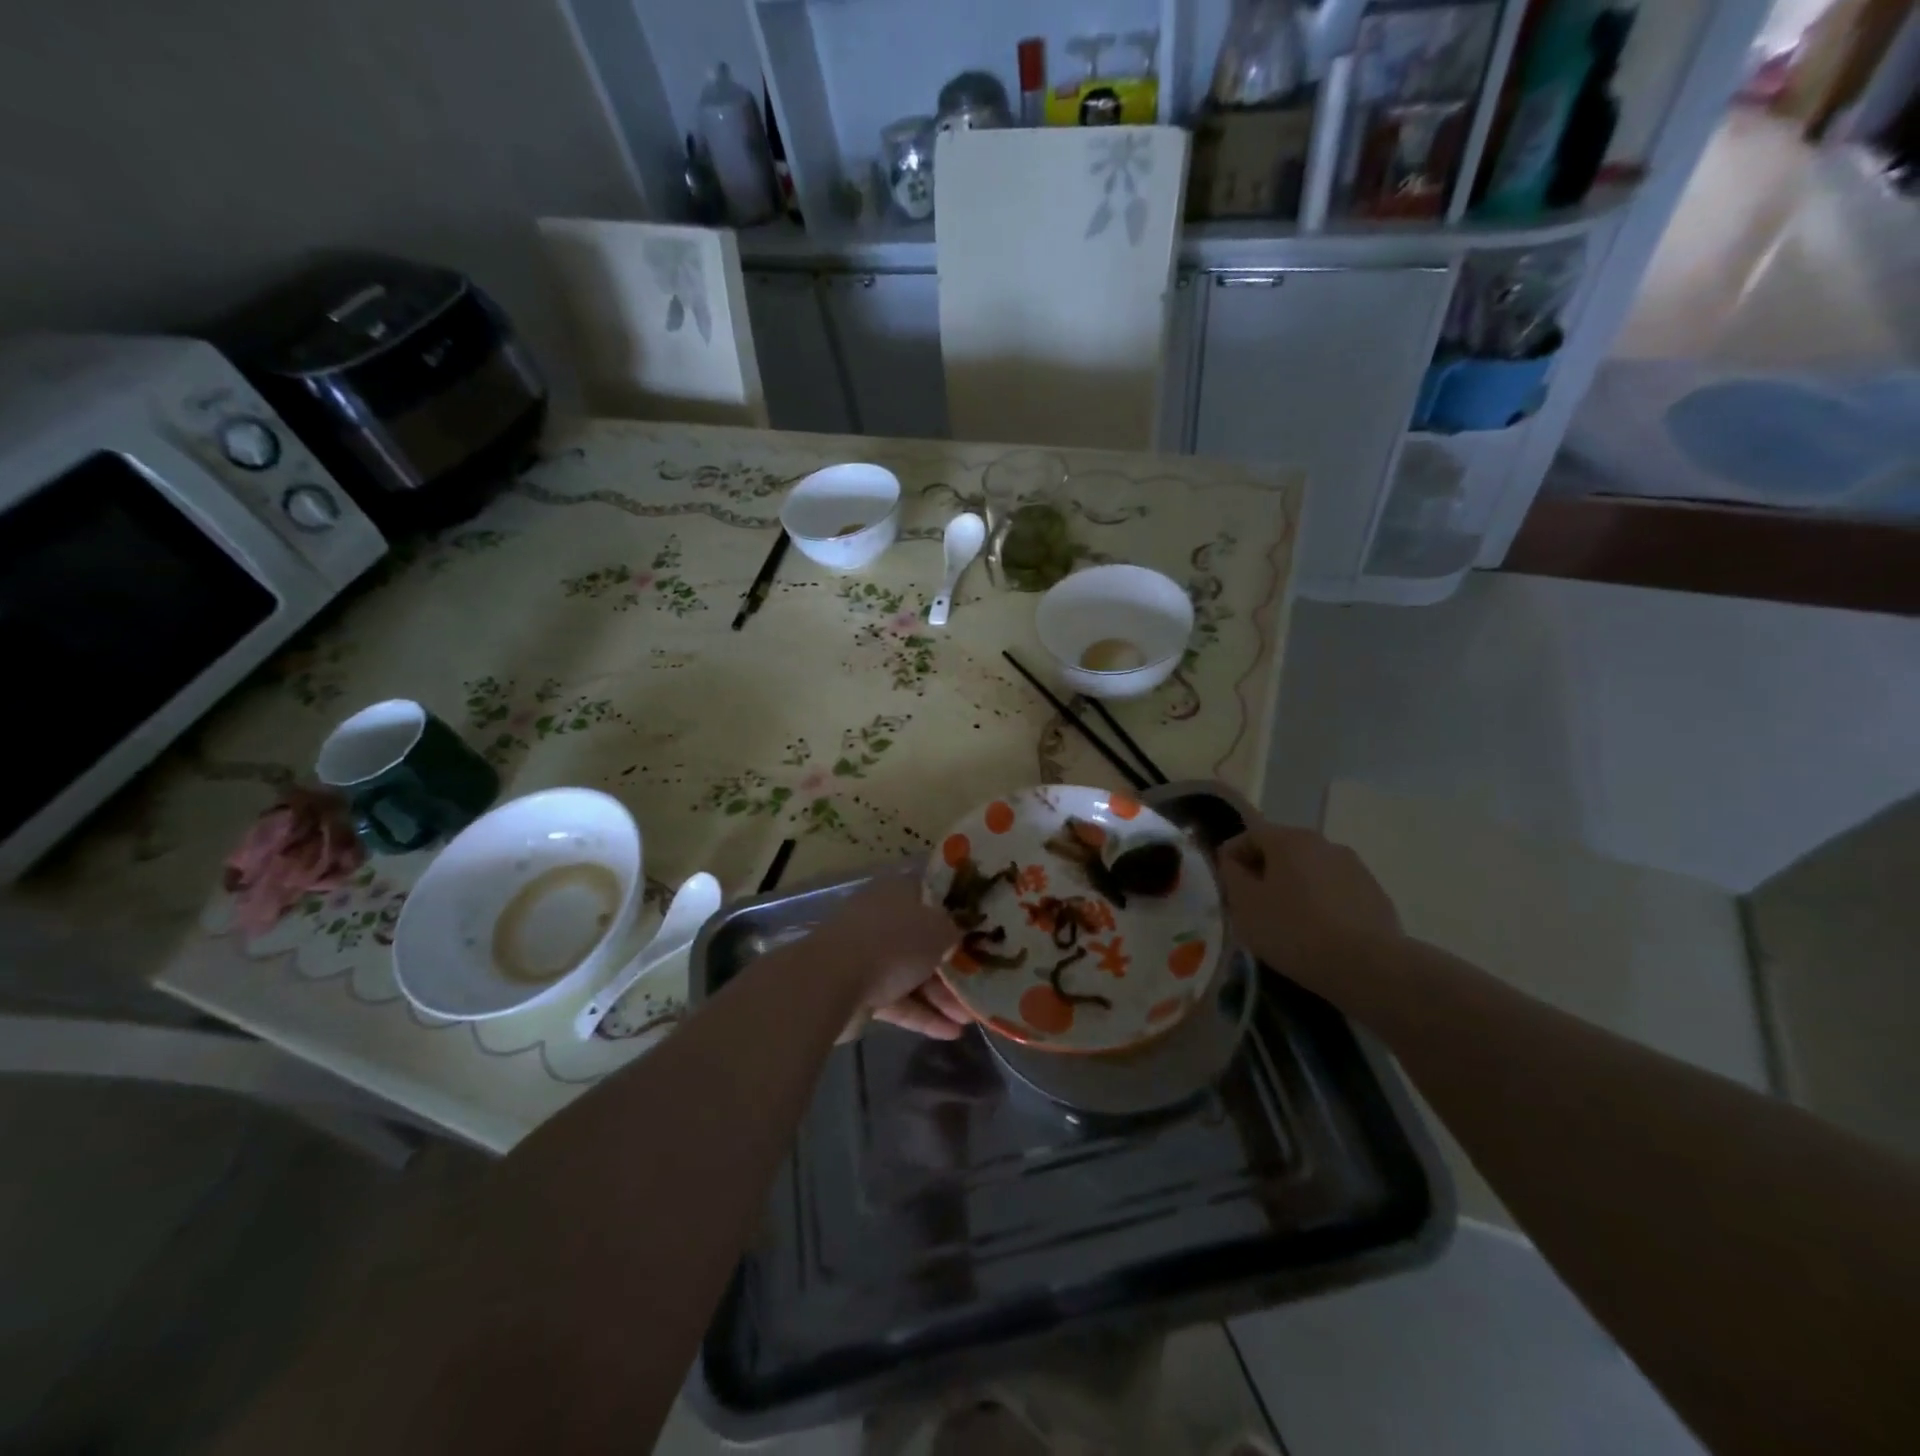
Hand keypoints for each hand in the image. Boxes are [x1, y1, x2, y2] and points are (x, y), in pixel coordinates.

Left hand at [810, 872, 972, 1040]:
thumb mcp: (938, 929)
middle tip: (979, 981)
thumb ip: (953, 932)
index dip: (955, 911)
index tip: (980, 928)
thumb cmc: (893, 941)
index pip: (931, 896)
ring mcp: (869, 957)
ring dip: (941, 996)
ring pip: (912, 974)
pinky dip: (923, 1016)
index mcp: (897, 893)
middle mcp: (882, 920)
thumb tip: (954, 938)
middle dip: (951, 965)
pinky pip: (899, 1002)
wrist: (833, 981)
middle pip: (923, 940)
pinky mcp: (862, 992)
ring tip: (971, 1018)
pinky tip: (952, 1033)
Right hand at [1217, 819, 1401, 991]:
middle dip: (1264, 872)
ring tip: (1287, 920)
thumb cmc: (1294, 930)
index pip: (1250, 835)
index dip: (1231, 856)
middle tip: (1252, 903)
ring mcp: (1354, 868)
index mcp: (1289, 839)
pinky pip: (1335, 892)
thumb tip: (1233, 862)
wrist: (1367, 966)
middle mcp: (1324, 843)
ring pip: (1311, 871)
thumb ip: (1232, 875)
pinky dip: (1321, 903)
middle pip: (1283, 850)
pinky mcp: (1375, 894)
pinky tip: (1318, 932)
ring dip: (1295, 887)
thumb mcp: (1245, 905)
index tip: (1224, 884)